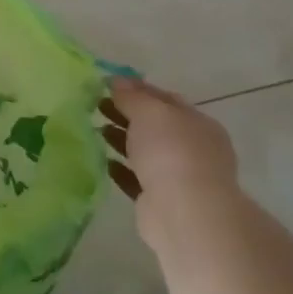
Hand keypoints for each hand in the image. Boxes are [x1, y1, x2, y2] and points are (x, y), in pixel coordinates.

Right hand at [101, 76, 240, 221]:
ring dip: (121, 139)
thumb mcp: (150, 113)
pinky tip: (103, 161)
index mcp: (197, 124)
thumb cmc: (171, 153)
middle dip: (126, 114)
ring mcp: (177, 176)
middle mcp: (192, 148)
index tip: (106, 85)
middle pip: (154, 125)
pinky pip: (136, 178)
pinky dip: (121, 168)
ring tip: (94, 130)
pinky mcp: (159, 200)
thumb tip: (117, 80)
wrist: (184, 213)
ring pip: (144, 151)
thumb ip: (132, 96)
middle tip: (95, 105)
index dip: (137, 90)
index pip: (165, 99)